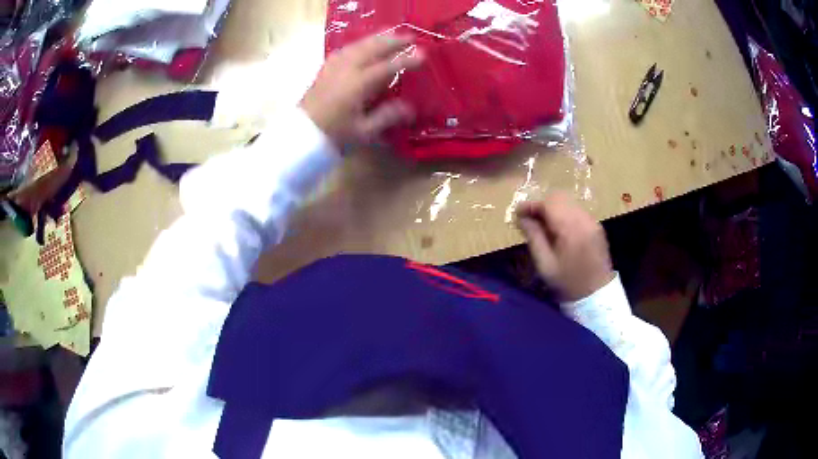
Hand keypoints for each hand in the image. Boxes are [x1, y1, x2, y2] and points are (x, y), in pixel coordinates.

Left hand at [300, 33, 423, 147]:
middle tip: (410, 37)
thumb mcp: (363, 131)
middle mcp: (346, 69)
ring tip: (390, 35)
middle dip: (392, 41)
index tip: (423, 55)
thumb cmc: (333, 136)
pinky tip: (362, 46)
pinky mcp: (325, 70)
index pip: (387, 66)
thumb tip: (409, 108)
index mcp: (358, 84)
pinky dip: (358, 44)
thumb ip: (387, 116)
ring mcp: (333, 67)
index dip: (406, 60)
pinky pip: (344, 50)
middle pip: (372, 48)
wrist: (300, 137)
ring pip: (357, 45)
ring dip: (376, 38)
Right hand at [516, 192, 614, 301]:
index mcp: (571, 229)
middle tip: (530, 219)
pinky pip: (577, 210)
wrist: (597, 295)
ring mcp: (592, 221)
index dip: (531, 205)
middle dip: (542, 205)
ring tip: (543, 225)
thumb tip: (521, 218)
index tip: (517, 213)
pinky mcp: (596, 226)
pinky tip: (559, 230)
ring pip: (569, 202)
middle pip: (559, 197)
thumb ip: (533, 237)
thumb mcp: (545, 265)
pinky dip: (565, 214)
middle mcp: (584, 220)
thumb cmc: (567, 283)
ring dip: (553, 208)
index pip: (548, 204)